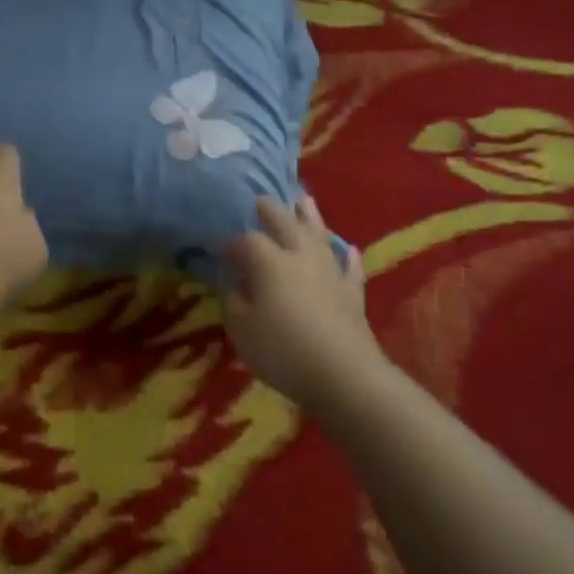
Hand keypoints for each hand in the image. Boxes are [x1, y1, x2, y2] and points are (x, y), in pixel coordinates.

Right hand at [221, 196, 378, 409]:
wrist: (343, 374)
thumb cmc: (282, 350)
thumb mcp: (242, 328)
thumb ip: (236, 302)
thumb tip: (239, 286)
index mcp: (270, 263)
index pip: (248, 242)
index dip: (232, 244)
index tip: (220, 251)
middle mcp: (301, 258)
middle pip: (286, 225)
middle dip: (271, 211)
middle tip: (260, 200)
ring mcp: (331, 273)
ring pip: (320, 236)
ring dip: (311, 217)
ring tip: (304, 200)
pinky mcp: (352, 294)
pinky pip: (350, 267)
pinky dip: (348, 256)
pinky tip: (349, 248)